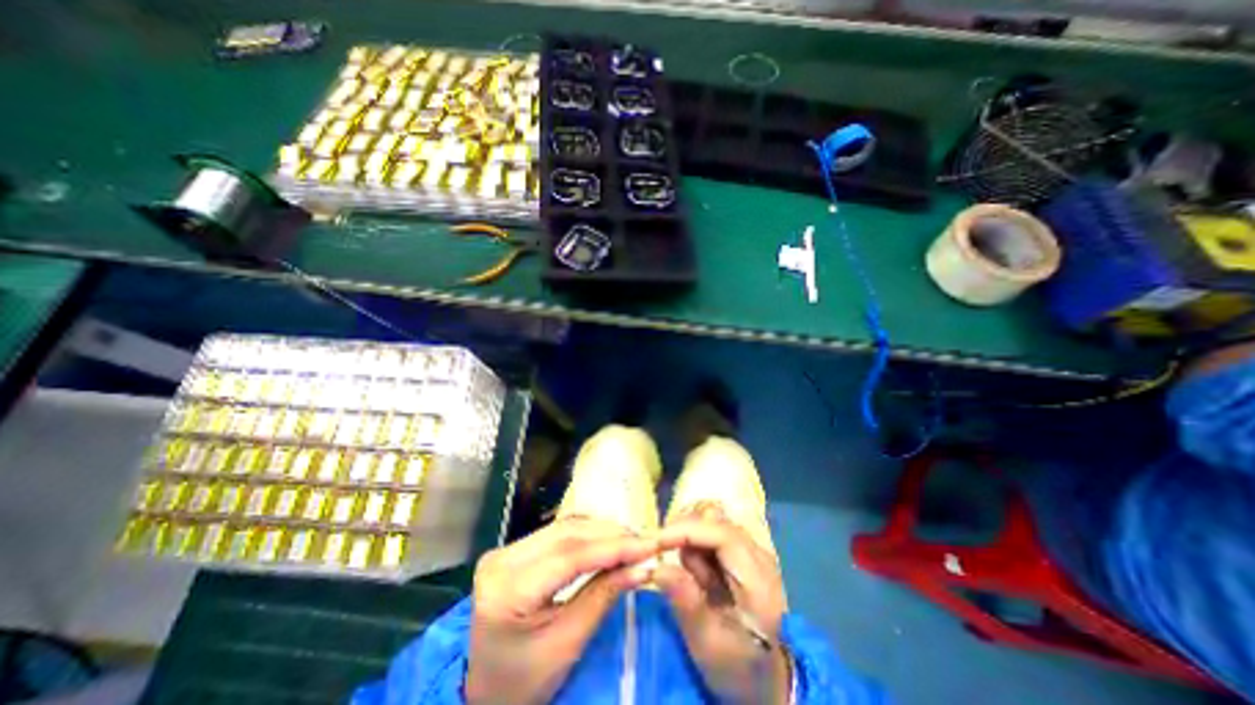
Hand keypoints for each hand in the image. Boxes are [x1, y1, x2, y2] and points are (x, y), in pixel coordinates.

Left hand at [462, 515, 658, 701]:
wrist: (485, 691)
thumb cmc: (525, 682)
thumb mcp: (568, 644)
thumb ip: (604, 596)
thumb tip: (643, 567)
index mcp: (507, 590)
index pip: (570, 555)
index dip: (614, 546)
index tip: (649, 544)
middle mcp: (502, 559)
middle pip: (567, 534)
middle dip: (611, 535)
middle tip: (645, 541)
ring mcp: (505, 550)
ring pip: (564, 527)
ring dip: (601, 530)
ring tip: (632, 539)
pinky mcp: (513, 549)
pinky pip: (557, 532)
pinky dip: (587, 533)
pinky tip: (607, 538)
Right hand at [652, 510, 787, 700]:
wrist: (766, 679)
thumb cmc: (738, 668)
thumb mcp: (707, 644)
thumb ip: (684, 602)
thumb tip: (657, 568)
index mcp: (757, 580)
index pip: (722, 534)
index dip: (687, 530)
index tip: (656, 541)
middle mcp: (758, 554)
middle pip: (715, 520)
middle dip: (686, 536)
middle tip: (675, 568)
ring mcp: (752, 549)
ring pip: (711, 520)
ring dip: (691, 542)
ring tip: (695, 581)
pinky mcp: (743, 550)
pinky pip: (711, 531)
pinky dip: (696, 546)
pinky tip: (700, 576)